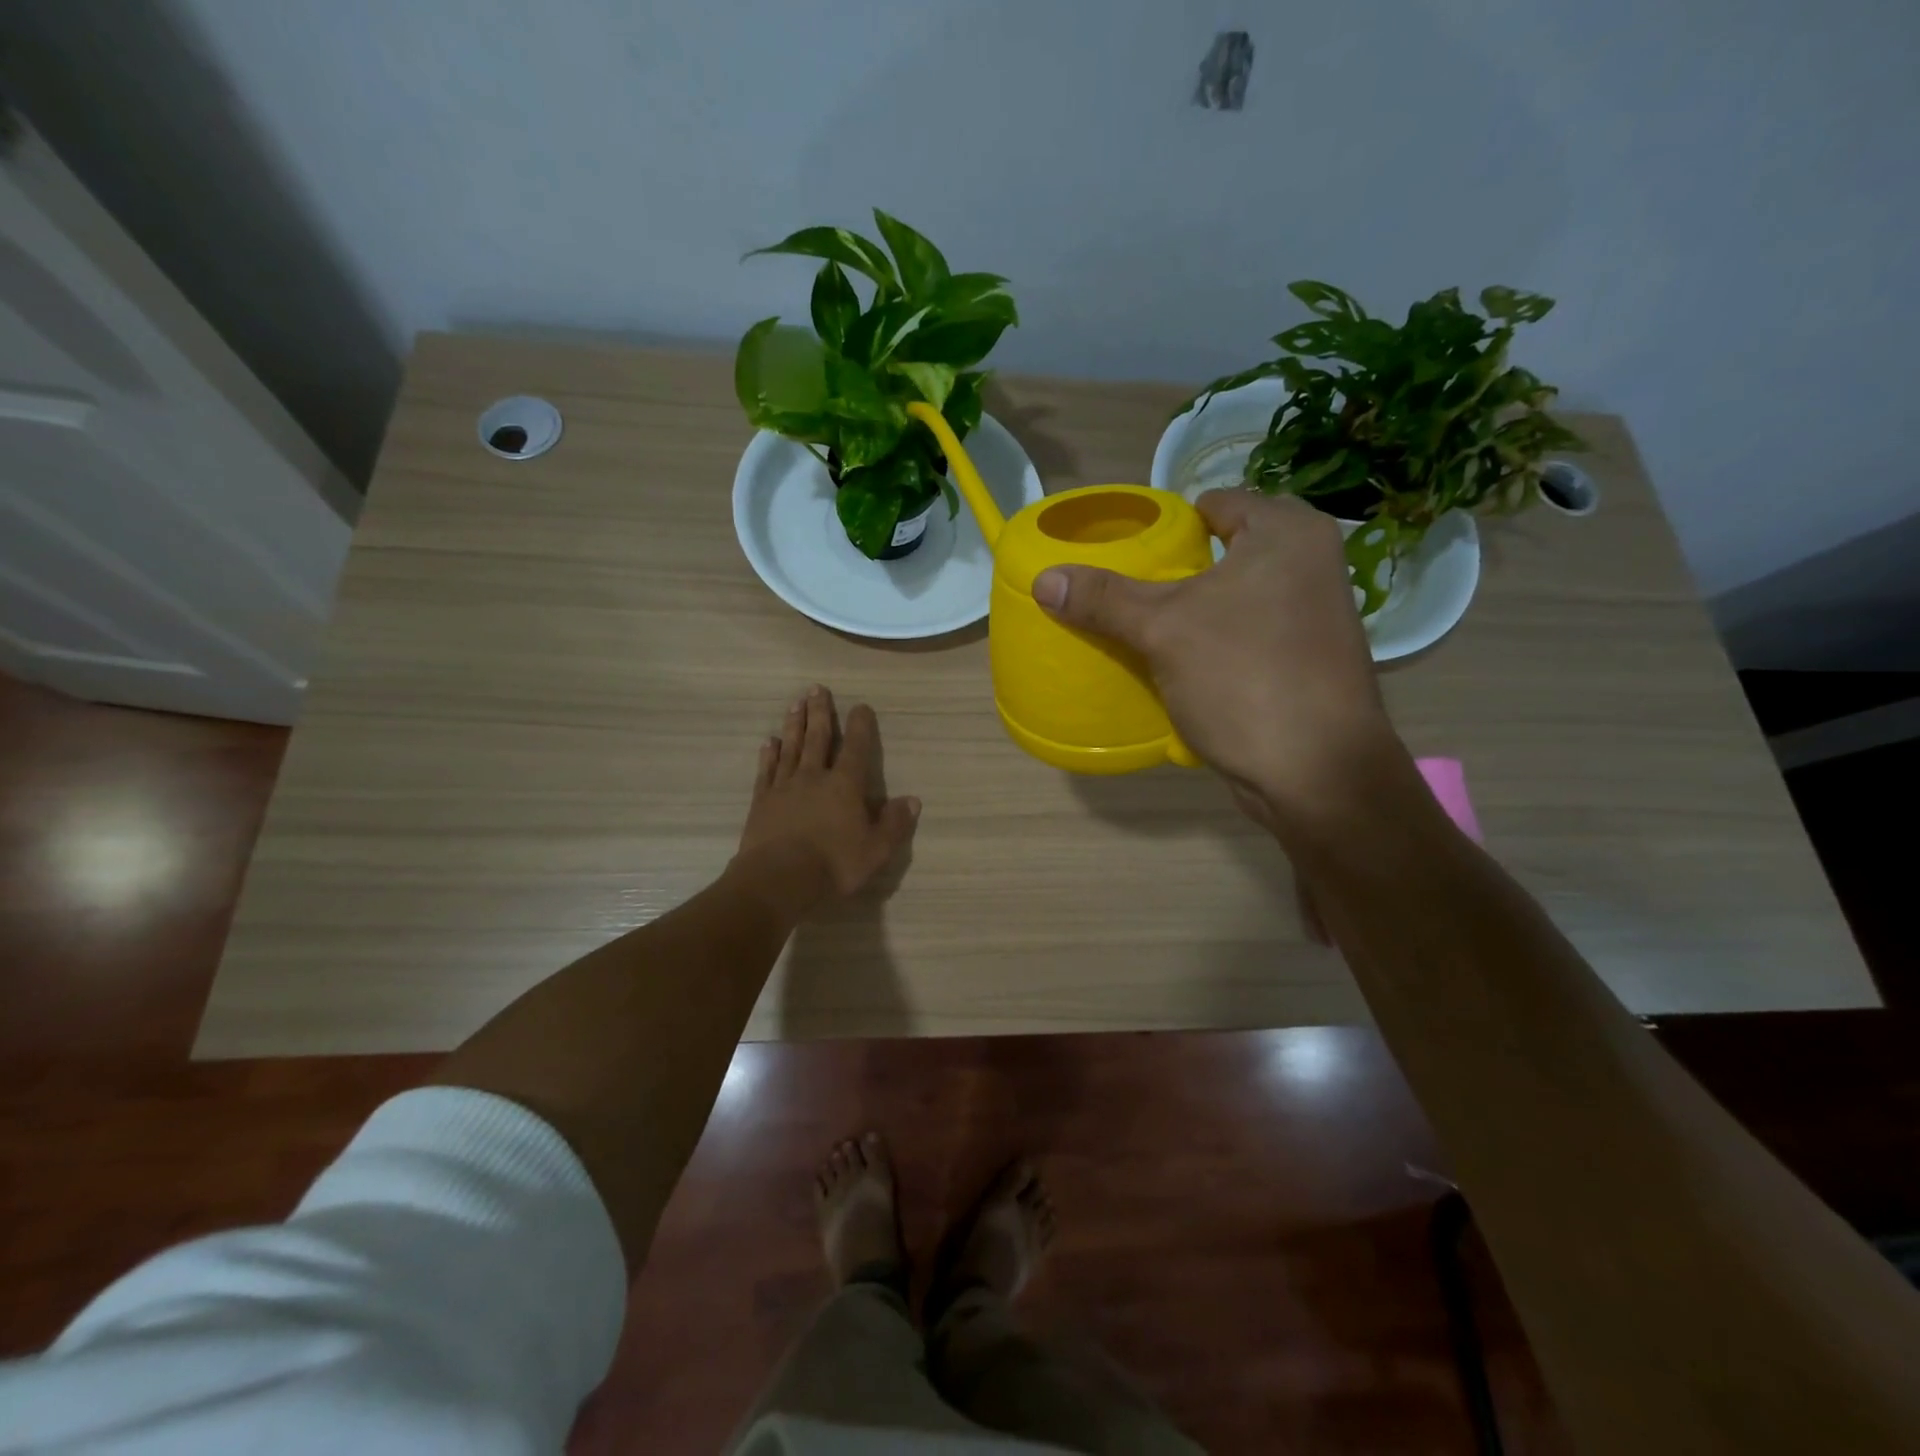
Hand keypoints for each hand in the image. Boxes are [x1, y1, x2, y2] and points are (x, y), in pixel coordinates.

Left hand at [733, 685, 919, 914]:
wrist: (778, 879)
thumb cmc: (833, 865)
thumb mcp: (876, 850)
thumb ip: (894, 824)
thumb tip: (912, 800)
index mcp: (845, 786)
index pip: (856, 748)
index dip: (860, 726)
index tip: (860, 706)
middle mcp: (814, 777)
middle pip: (818, 738)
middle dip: (820, 712)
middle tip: (817, 689)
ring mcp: (785, 787)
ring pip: (791, 748)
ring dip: (795, 724)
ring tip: (795, 704)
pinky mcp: (762, 801)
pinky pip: (767, 771)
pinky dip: (770, 754)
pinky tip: (770, 742)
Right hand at [1031, 489, 1400, 827]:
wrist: (1316, 773)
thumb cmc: (1244, 677)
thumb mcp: (1163, 631)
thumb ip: (1103, 599)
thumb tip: (1044, 580)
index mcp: (1287, 533)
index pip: (1213, 505)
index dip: (1166, 524)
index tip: (1126, 552)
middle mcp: (1310, 563)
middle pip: (1223, 552)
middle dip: (1175, 572)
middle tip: (1128, 591)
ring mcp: (1313, 615)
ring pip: (1235, 598)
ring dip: (1193, 611)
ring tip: (1143, 626)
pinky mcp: (1306, 660)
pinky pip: (1247, 635)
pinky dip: (1214, 643)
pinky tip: (1179, 664)